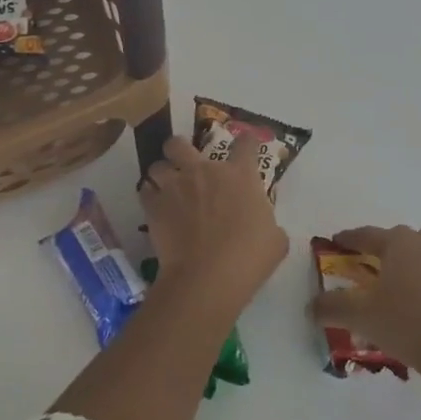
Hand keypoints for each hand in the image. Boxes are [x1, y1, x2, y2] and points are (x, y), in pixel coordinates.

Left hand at [139, 136, 288, 311]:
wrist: (207, 277)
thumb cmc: (249, 258)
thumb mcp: (275, 239)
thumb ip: (268, 222)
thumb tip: (265, 225)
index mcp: (239, 175)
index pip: (245, 143)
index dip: (246, 142)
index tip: (246, 146)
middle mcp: (204, 171)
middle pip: (181, 143)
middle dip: (180, 148)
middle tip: (185, 162)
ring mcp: (175, 186)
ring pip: (157, 165)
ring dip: (162, 174)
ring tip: (166, 187)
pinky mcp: (154, 206)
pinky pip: (145, 191)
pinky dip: (149, 196)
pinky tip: (156, 207)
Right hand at [309, 225, 420, 385]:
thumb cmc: (408, 324)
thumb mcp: (360, 317)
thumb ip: (331, 307)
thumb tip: (311, 306)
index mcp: (400, 241)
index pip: (366, 234)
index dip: (348, 240)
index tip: (336, 243)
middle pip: (400, 242)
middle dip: (384, 253)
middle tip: (370, 272)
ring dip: (413, 267)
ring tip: (402, 292)